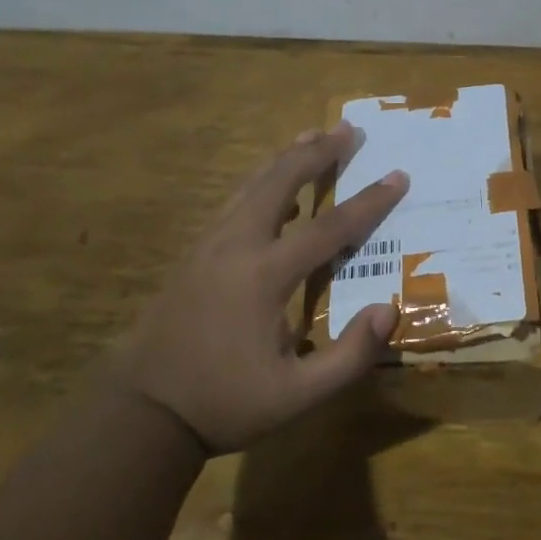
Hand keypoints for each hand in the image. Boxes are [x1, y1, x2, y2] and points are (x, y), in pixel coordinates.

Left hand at [109, 121, 407, 451]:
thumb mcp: (297, 395)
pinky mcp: (194, 252)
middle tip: (348, 128)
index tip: (398, 176)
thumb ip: (349, 356)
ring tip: (312, 134)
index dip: (369, 202)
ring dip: (286, 157)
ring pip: (252, 184)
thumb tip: (389, 309)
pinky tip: (271, 184)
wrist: (142, 410)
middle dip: (318, 152)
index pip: (329, 227)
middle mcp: (236, 245)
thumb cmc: (224, 402)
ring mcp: (209, 244)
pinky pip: (234, 201)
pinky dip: (261, 181)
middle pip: (281, 181)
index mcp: (264, 275)